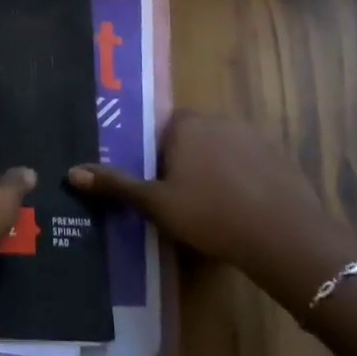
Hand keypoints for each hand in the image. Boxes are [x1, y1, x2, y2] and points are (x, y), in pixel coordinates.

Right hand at [68, 110, 356, 278]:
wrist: (284, 237)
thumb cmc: (210, 215)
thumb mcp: (156, 204)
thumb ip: (116, 185)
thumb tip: (72, 172)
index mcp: (185, 124)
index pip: (159, 131)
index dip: (155, 160)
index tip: (157, 188)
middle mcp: (217, 118)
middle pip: (189, 139)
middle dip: (183, 165)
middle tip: (181, 203)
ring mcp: (252, 135)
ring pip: (220, 151)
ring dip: (213, 172)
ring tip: (212, 211)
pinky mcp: (278, 156)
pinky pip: (248, 164)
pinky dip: (242, 181)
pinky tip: (242, 212)